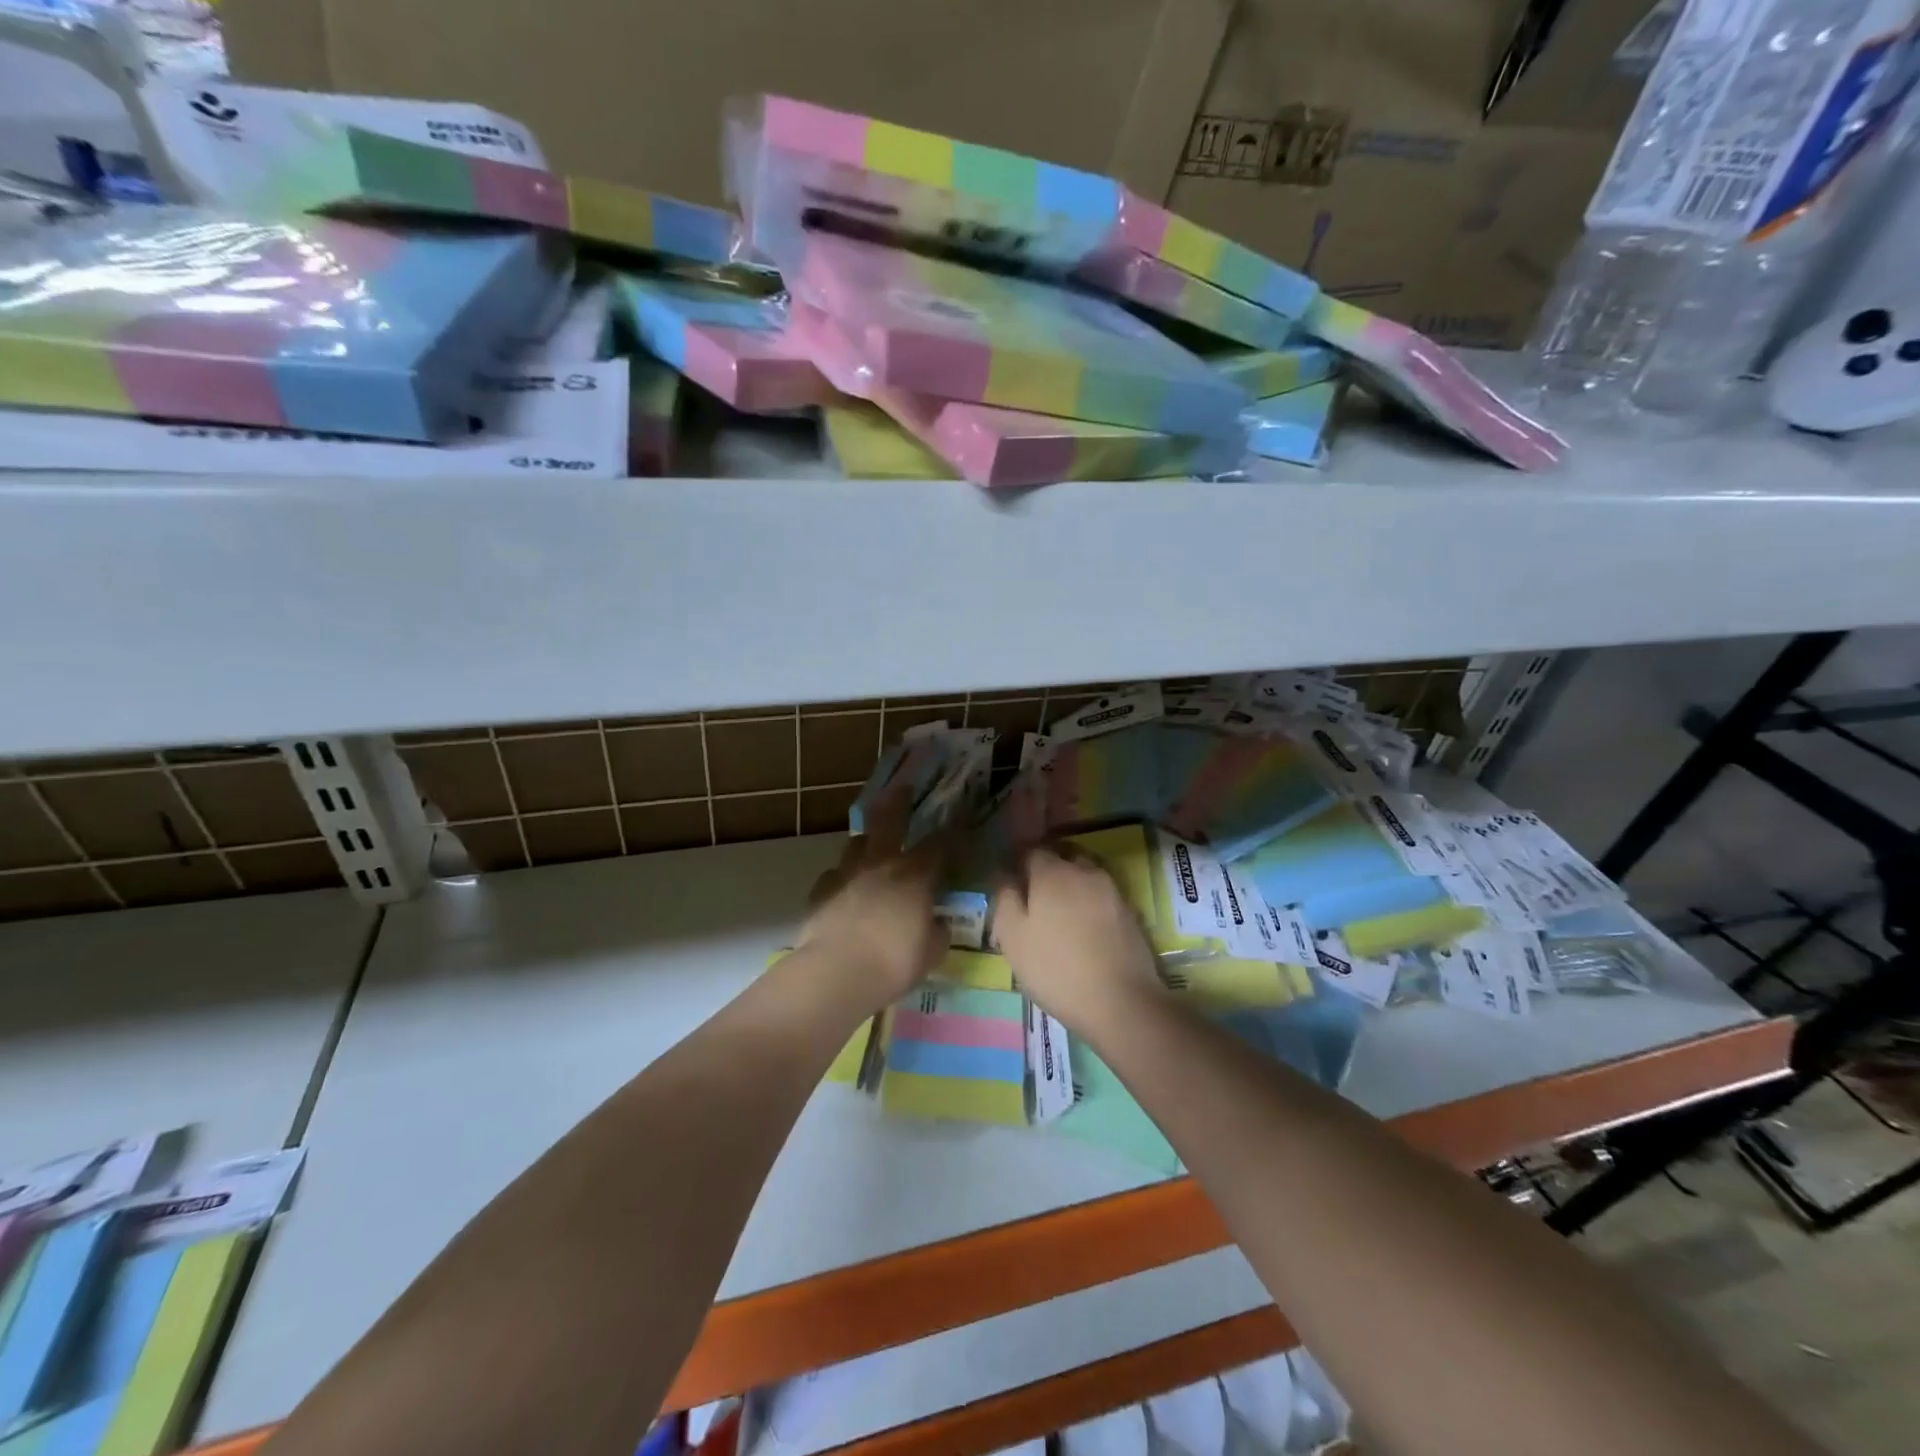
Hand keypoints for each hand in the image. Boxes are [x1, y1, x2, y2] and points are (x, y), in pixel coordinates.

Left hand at [798, 791, 945, 1013]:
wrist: (837, 972)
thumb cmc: (894, 962)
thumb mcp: (931, 952)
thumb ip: (937, 932)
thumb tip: (937, 923)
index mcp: (914, 875)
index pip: (938, 845)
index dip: (949, 835)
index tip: (955, 827)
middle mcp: (881, 864)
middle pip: (890, 820)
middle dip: (899, 801)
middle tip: (903, 787)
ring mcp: (847, 873)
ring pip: (857, 843)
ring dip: (867, 841)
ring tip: (871, 845)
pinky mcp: (821, 890)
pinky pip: (835, 874)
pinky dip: (843, 877)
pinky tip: (845, 889)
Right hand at [991, 845, 1164, 1038]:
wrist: (1122, 1002)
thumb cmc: (1056, 968)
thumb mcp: (1013, 937)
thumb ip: (1005, 899)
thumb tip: (1005, 876)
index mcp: (1052, 872)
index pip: (1031, 849)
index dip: (1018, 860)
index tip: (1009, 878)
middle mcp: (1084, 871)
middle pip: (1062, 855)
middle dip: (1047, 866)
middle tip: (1033, 893)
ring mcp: (1112, 890)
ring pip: (1084, 873)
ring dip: (1070, 882)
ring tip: (1059, 910)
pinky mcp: (1130, 912)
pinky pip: (1102, 894)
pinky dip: (1089, 901)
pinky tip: (1083, 926)